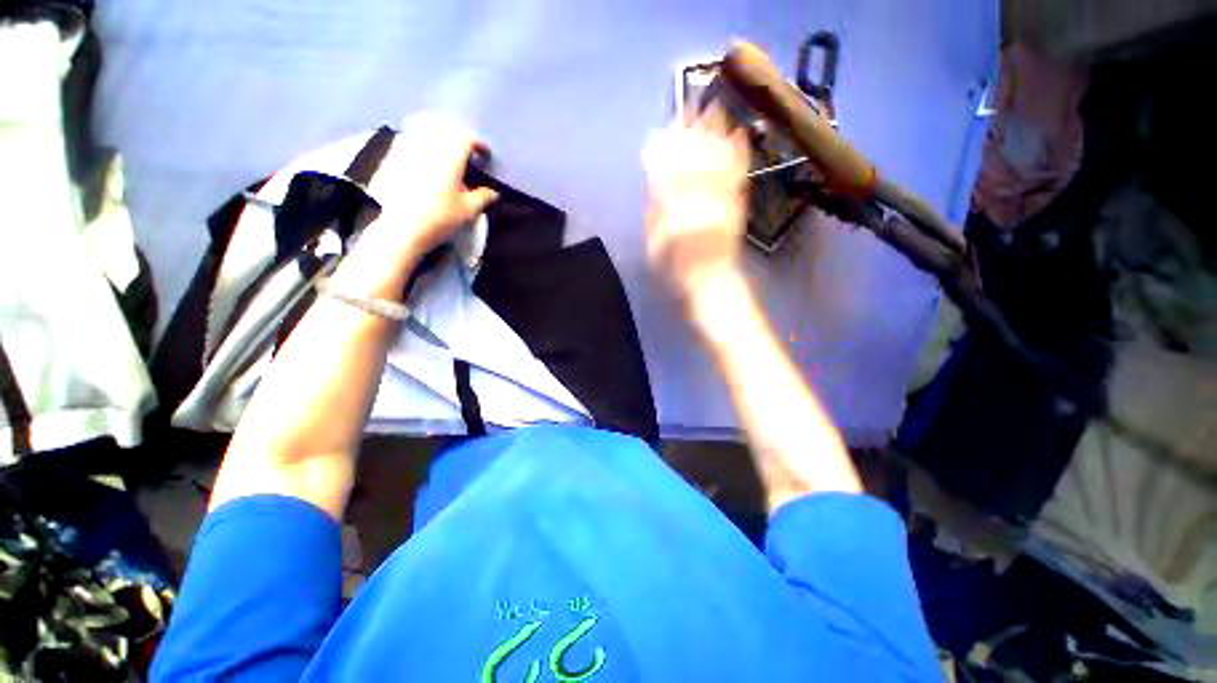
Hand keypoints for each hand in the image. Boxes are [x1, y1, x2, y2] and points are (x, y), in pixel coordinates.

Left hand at [355, 113, 498, 273]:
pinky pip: (408, 139)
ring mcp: (406, 149)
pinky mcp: (391, 157)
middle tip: (466, 151)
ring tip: (445, 152)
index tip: (485, 155)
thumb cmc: (440, 218)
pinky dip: (420, 143)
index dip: (478, 144)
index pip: (466, 139)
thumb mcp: (468, 210)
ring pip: (424, 130)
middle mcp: (428, 146)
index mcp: (449, 157)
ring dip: (438, 137)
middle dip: (457, 137)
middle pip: (444, 128)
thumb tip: (493, 192)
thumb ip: (482, 197)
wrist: (401, 228)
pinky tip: (424, 158)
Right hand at [642, 105, 749, 316]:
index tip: (665, 128)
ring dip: (716, 136)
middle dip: (693, 133)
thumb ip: (655, 213)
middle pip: (696, 162)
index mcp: (677, 213)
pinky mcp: (737, 205)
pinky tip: (739, 135)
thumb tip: (653, 180)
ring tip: (715, 107)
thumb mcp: (656, 246)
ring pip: (718, 163)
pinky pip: (739, 176)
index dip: (668, 149)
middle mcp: (701, 203)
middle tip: (693, 103)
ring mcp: (722, 203)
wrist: (712, 281)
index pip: (670, 173)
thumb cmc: (678, 268)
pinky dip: (738, 155)